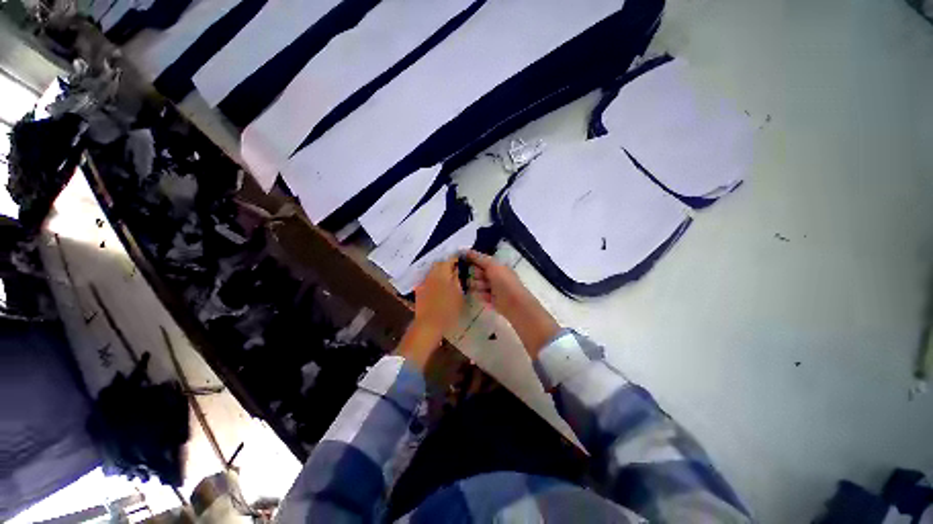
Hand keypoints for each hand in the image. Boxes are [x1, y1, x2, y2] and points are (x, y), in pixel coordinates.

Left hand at [396, 257, 463, 369]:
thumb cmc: (448, 309)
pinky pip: (428, 280)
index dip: (456, 259)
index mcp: (442, 273)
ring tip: (449, 278)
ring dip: (440, 272)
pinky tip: (439, 287)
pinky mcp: (419, 290)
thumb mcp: (458, 294)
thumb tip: (457, 269)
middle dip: (447, 264)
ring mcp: (424, 282)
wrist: (429, 324)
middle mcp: (431, 275)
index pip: (449, 260)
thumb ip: (458, 279)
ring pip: (433, 271)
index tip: (462, 260)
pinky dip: (434, 280)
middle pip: (439, 264)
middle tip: (456, 269)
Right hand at [465, 250, 558, 357]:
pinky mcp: (490, 299)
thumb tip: (465, 250)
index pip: (479, 260)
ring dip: (479, 287)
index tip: (462, 262)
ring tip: (487, 291)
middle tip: (482, 279)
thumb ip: (479, 258)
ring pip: (475, 285)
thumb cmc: (505, 282)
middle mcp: (493, 275)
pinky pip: (479, 295)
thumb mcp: (492, 266)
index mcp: (496, 265)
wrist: (514, 304)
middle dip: (476, 276)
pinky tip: (489, 298)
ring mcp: (491, 287)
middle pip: (475, 273)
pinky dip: (482, 296)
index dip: (472, 261)